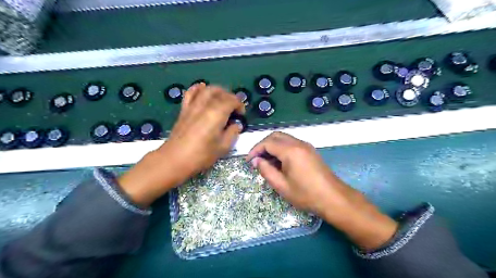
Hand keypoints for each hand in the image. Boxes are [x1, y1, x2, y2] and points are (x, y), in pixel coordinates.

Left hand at [119, 83, 245, 206]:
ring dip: (217, 91)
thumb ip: (233, 133)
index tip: (241, 114)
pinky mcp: (184, 109)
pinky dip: (197, 88)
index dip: (239, 105)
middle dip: (230, 97)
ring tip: (222, 99)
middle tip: (234, 108)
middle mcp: (205, 105)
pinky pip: (190, 93)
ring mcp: (193, 105)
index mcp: (217, 113)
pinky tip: (202, 88)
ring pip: (207, 89)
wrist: (175, 159)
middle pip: (220, 92)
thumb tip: (236, 125)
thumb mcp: (223, 147)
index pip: (232, 100)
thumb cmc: (201, 155)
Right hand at [248, 131, 397, 250]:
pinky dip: (281, 148)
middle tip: (256, 159)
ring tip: (266, 161)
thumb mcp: (281, 186)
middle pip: (275, 135)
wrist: (333, 198)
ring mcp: (306, 146)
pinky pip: (291, 143)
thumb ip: (266, 170)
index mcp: (290, 151)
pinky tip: (279, 161)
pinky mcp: (310, 150)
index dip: (255, 150)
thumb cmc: (306, 194)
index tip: (249, 161)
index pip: (267, 142)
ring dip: (272, 145)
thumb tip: (256, 161)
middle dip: (263, 145)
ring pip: (284, 138)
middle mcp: (298, 143)